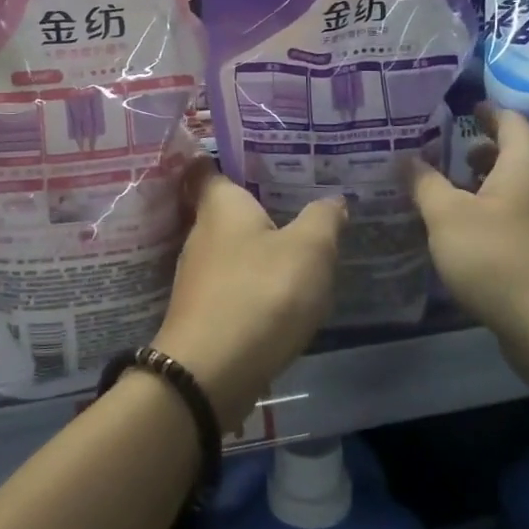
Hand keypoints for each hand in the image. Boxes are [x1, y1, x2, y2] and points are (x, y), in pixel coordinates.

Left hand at [157, 159, 345, 430]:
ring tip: (298, 244)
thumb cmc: (261, 293)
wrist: (212, 373)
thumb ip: (323, 219)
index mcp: (220, 205)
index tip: (259, 155)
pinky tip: (282, 292)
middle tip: (298, 198)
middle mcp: (199, 234)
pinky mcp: (202, 312)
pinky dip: (253, 282)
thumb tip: (332, 200)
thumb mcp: (310, 249)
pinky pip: (232, 283)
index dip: (226, 158)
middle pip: (225, 209)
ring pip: (230, 249)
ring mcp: (197, 276)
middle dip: (256, 205)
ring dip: (257, 248)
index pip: (207, 167)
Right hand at [411, 104, 528, 345]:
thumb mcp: (447, 216)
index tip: (462, 108)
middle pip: (516, 154)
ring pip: (518, 187)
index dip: (485, 112)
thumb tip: (407, 157)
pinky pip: (520, 215)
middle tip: (447, 150)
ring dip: (487, 184)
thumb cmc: (497, 256)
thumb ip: (424, 183)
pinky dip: (495, 210)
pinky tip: (468, 230)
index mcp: (527, 163)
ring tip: (451, 190)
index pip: (509, 121)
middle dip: (481, 150)